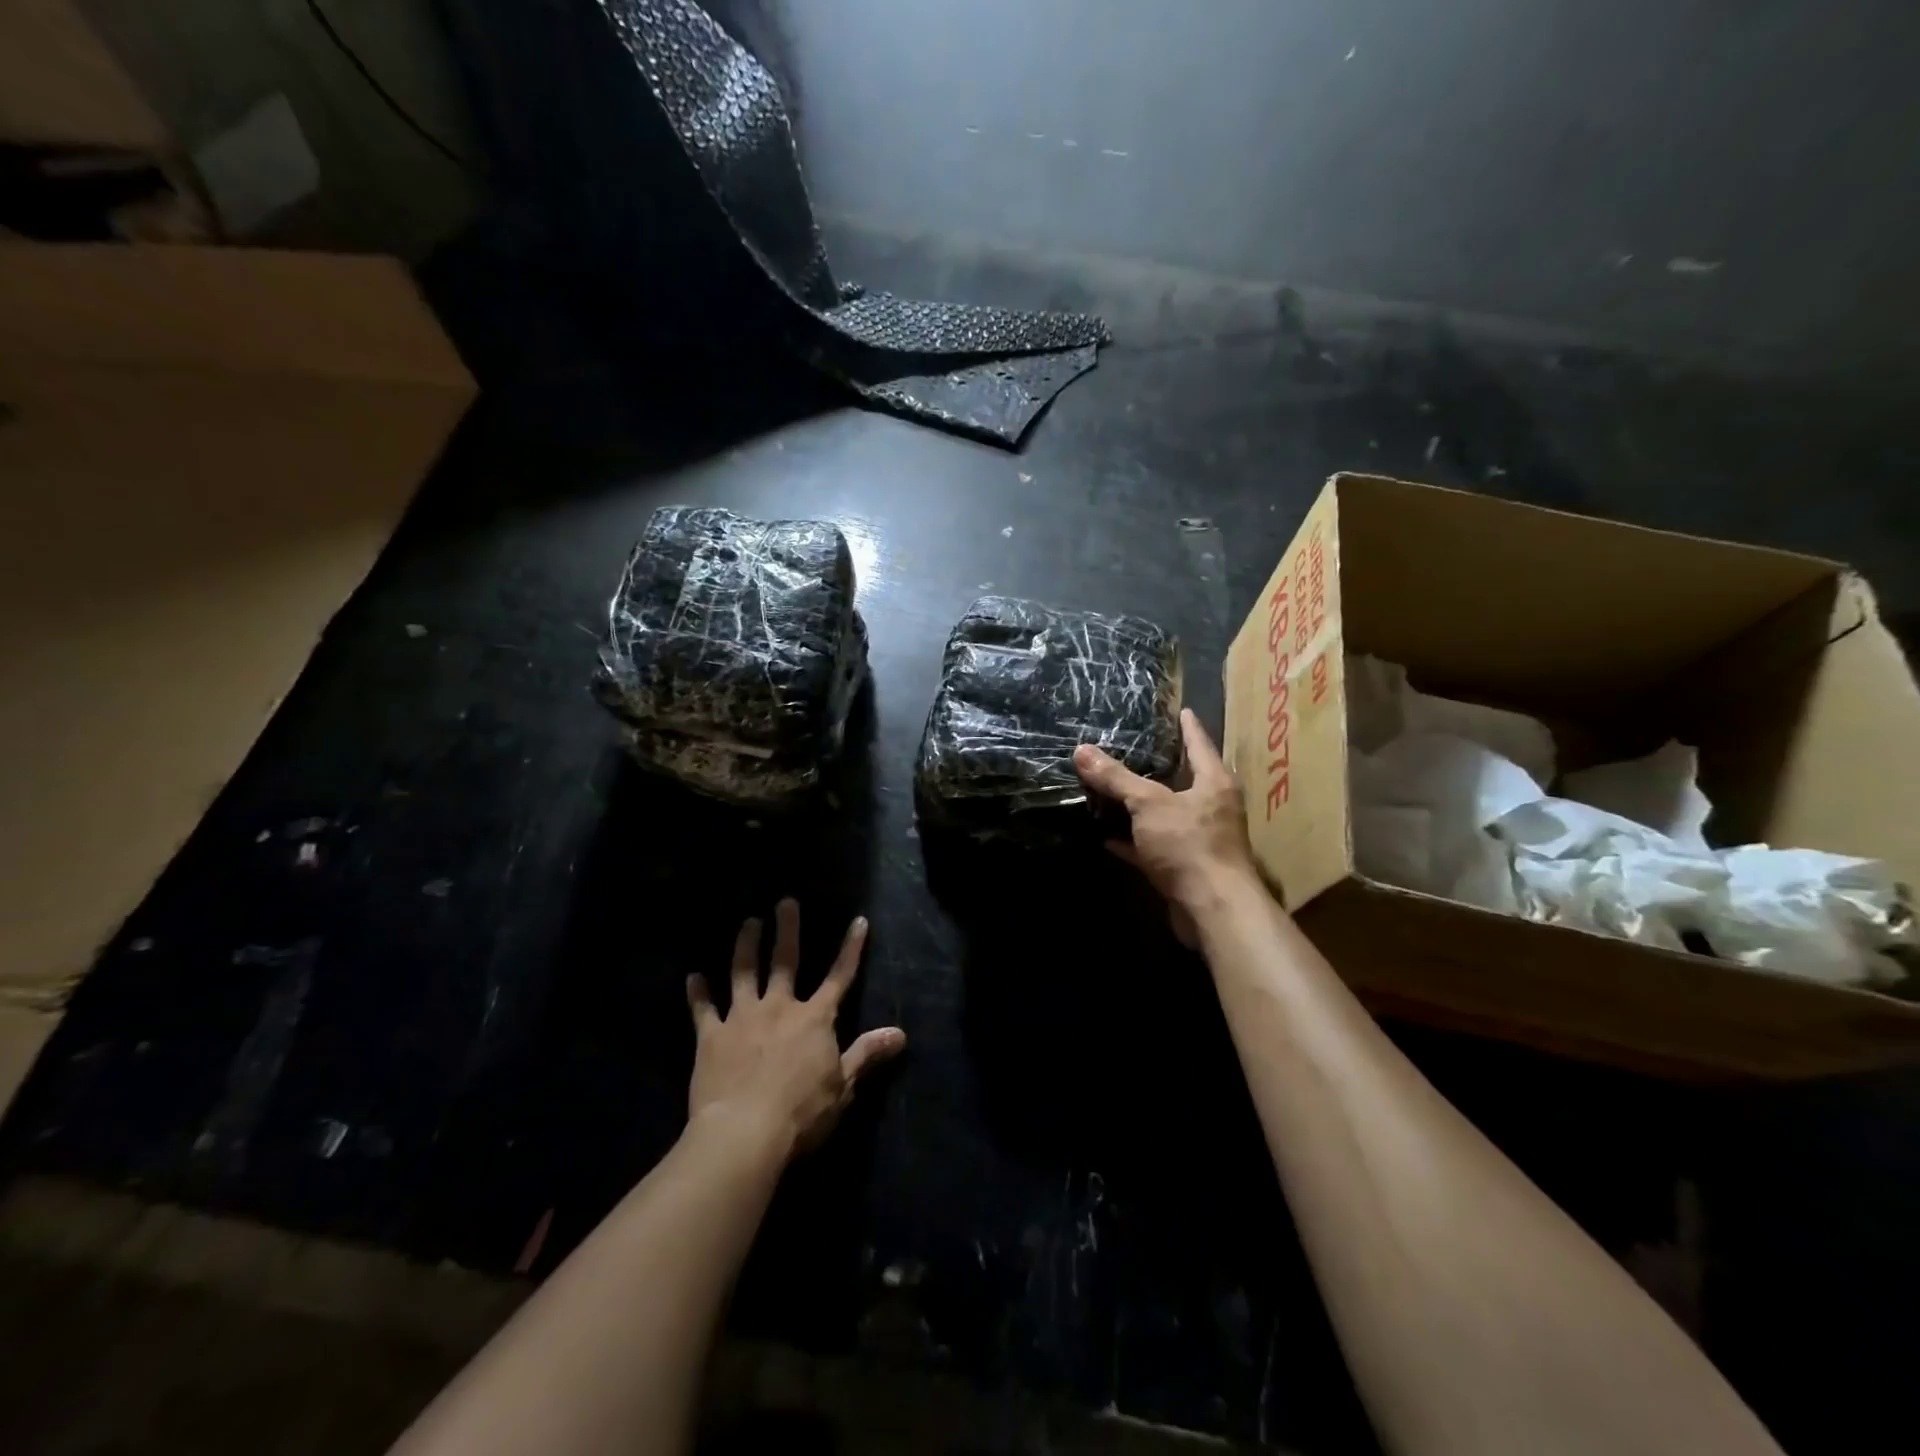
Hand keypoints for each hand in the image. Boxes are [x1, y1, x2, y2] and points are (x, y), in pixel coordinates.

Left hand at [686, 899, 905, 1157]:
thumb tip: (900, 1034)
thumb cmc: (802, 1112)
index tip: (858, 920)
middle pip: (785, 961)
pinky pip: (703, 1009)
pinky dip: (698, 993)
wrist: (745, 1132)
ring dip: (745, 946)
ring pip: (744, 973)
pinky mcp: (712, 1037)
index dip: (851, 949)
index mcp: (814, 1018)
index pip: (840, 976)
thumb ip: (867, 1054)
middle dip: (787, 929)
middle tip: (785, 901)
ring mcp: (743, 1018)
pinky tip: (693, 977)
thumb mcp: (843, 1086)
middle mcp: (779, 1007)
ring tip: (748, 923)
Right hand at [1074, 709, 1260, 929]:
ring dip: (1141, 806)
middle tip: (1137, 746)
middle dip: (1161, 766)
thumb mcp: (1148, 803)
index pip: (1199, 744)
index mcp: (1214, 783)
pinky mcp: (1184, 868)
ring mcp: (1198, 840)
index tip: (1181, 710)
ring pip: (1165, 814)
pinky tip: (1106, 836)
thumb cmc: (1189, 844)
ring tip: (1114, 787)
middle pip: (1184, 780)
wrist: (1212, 908)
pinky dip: (1132, 841)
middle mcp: (1212, 808)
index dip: (1188, 727)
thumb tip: (1081, 750)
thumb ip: (1116, 778)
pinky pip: (1152, 847)